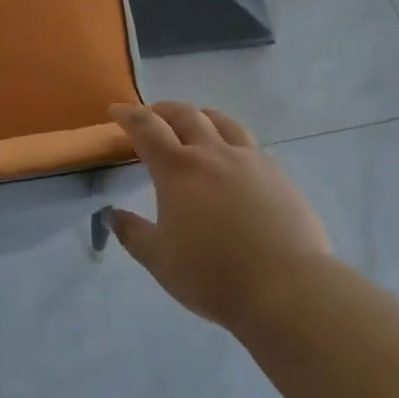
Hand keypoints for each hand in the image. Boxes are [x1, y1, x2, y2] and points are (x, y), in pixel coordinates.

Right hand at [107, 103, 329, 329]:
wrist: (286, 287)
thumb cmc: (212, 274)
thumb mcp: (159, 260)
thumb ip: (132, 233)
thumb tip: (112, 215)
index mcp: (178, 170)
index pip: (147, 128)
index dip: (129, 115)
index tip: (116, 110)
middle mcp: (213, 154)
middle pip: (186, 115)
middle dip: (163, 110)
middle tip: (151, 115)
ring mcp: (251, 161)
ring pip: (223, 122)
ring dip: (201, 116)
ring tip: (194, 123)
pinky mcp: (278, 175)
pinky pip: (249, 144)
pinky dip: (230, 140)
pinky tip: (232, 159)